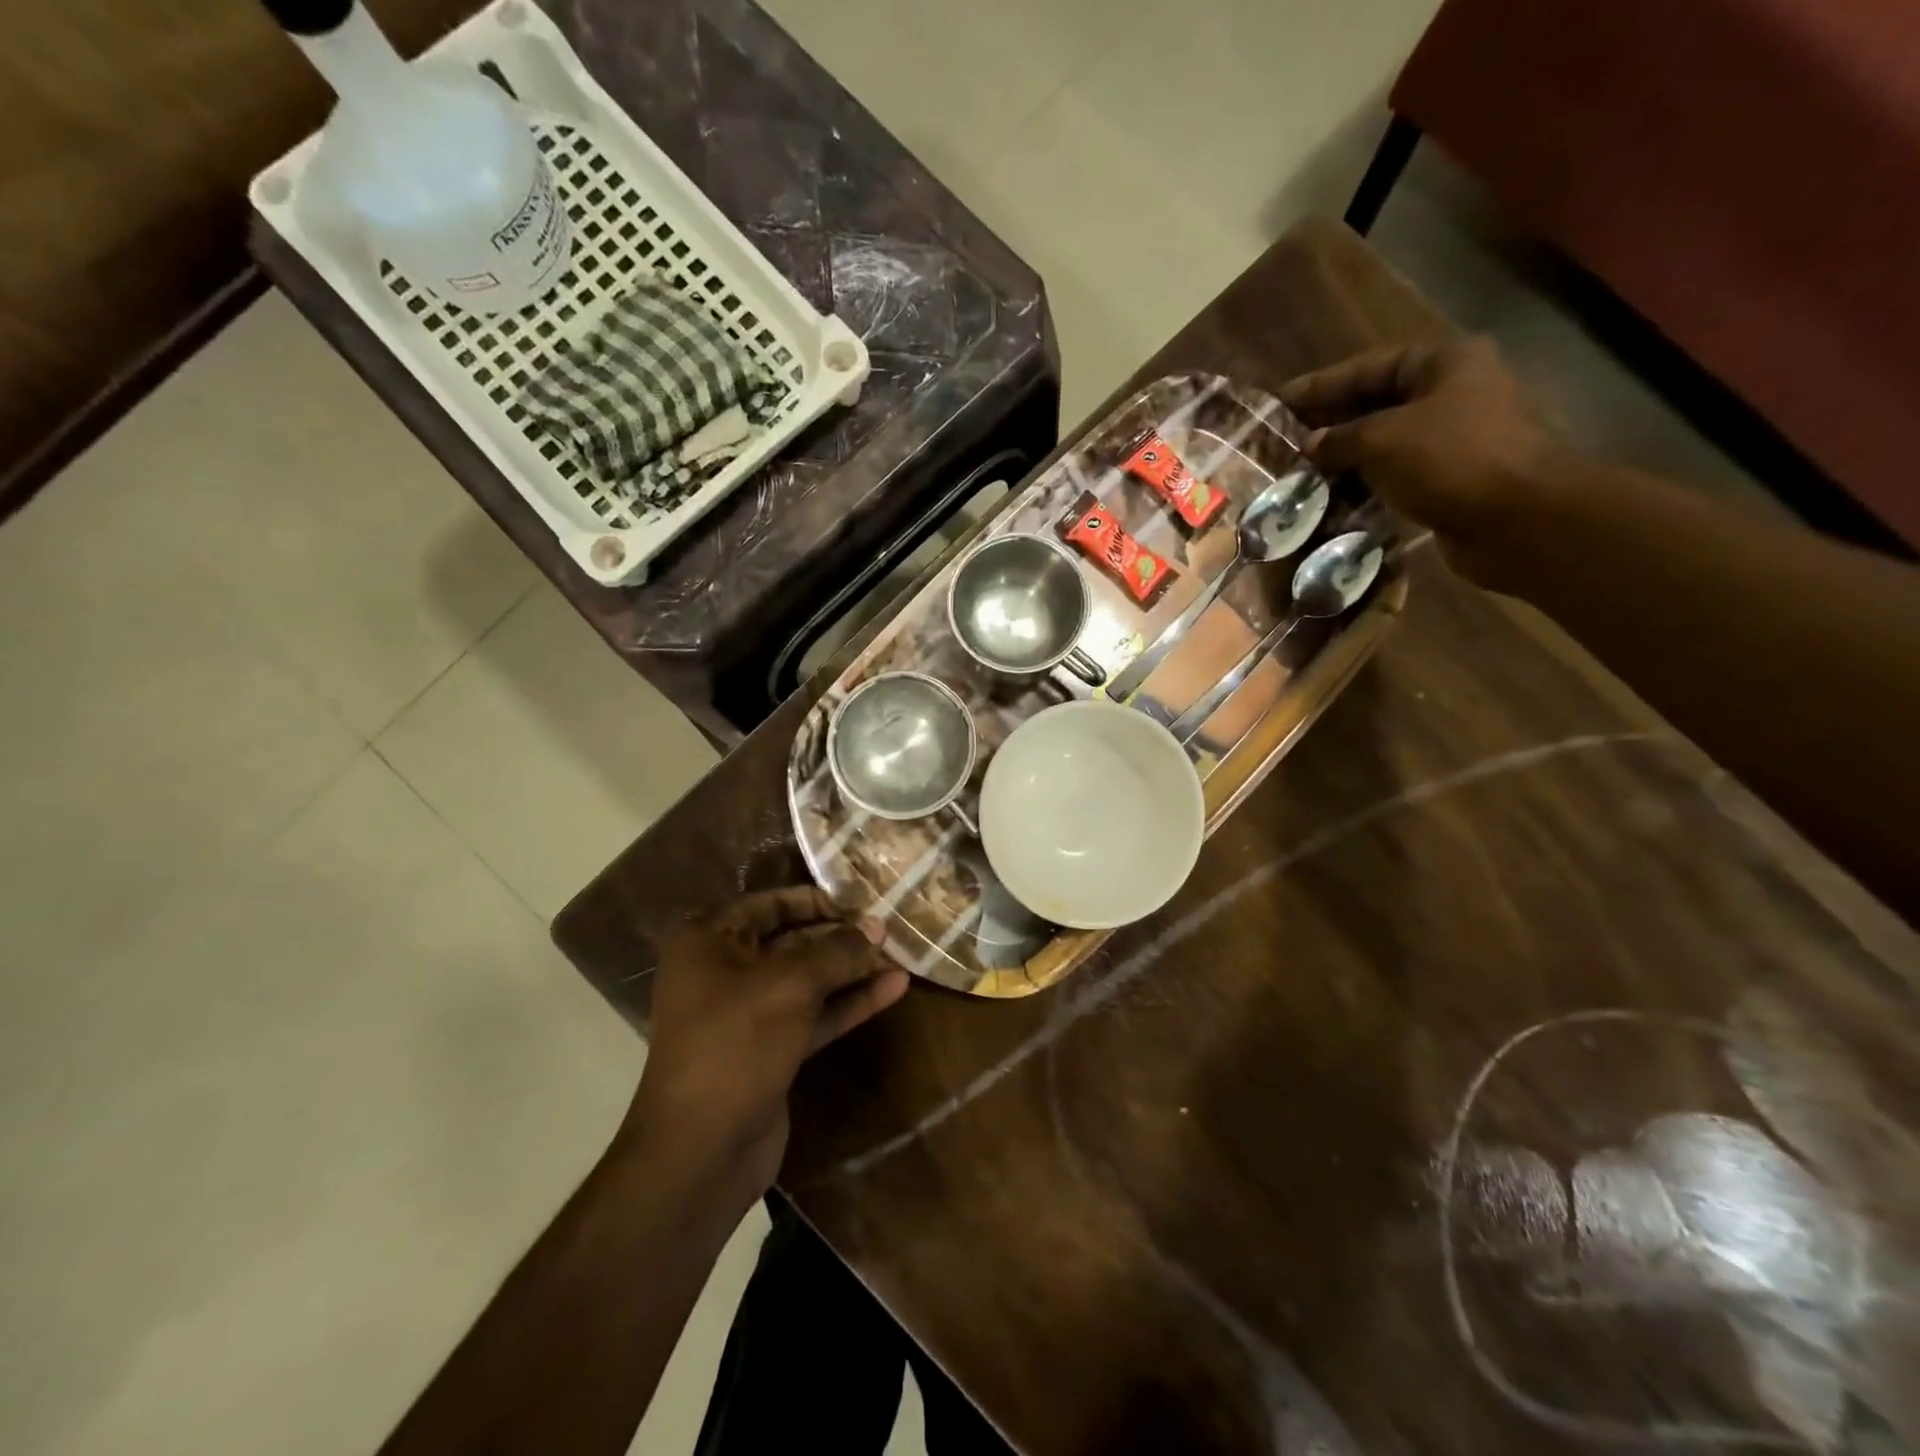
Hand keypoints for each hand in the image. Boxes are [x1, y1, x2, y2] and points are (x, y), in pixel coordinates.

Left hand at [622, 889, 908, 1200]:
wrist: (702, 1150)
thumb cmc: (736, 1044)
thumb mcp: (790, 986)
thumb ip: (837, 951)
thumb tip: (877, 927)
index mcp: (708, 941)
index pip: (770, 904)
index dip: (817, 900)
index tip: (862, 902)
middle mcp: (724, 969)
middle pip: (792, 940)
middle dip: (841, 936)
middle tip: (890, 929)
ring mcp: (748, 1013)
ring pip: (808, 979)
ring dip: (852, 969)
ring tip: (901, 955)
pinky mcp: (771, 1048)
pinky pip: (814, 1014)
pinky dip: (849, 1002)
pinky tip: (893, 988)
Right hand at [1280, 337, 1568, 584]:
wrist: (1518, 518)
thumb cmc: (1451, 460)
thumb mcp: (1382, 440)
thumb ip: (1339, 438)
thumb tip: (1309, 444)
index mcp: (1444, 363)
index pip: (1367, 367)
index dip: (1320, 385)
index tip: (1278, 401)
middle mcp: (1453, 392)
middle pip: (1377, 403)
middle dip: (1330, 423)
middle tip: (1283, 441)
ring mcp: (1455, 437)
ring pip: (1385, 442)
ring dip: (1344, 458)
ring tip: (1299, 474)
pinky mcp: (1452, 478)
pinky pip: (1396, 474)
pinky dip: (1365, 484)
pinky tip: (1332, 499)